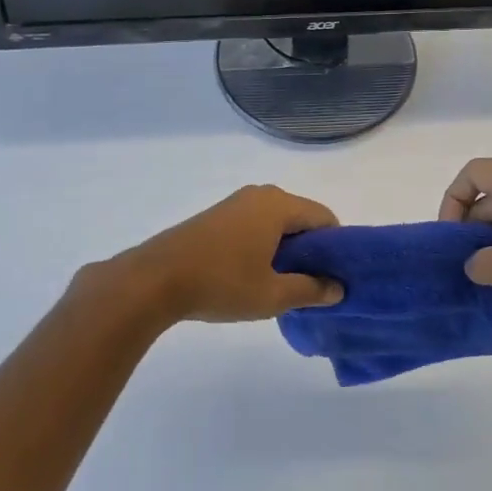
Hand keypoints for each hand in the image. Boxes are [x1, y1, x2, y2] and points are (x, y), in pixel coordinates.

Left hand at [78, 185, 344, 328]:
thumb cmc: (221, 283)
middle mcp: (261, 195)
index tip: (333, 276)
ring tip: (281, 284)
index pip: (325, 218)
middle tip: (310, 284)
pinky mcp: (216, 216)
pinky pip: (255, 225)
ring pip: (276, 222)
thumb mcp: (272, 295)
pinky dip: (263, 245)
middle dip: (310, 249)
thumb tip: (338, 288)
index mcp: (279, 205)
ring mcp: (235, 203)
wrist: (153, 280)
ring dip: (285, 249)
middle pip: (301, 218)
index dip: (335, 247)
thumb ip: (310, 290)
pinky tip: (253, 275)